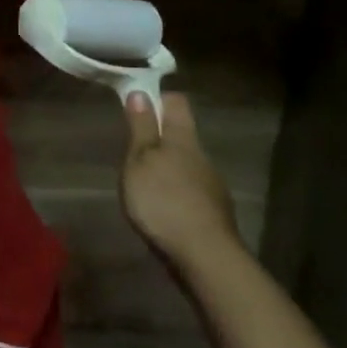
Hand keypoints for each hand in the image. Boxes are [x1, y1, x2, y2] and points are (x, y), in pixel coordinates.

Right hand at [120, 93, 240, 276]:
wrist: (205, 256)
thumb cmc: (164, 201)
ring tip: (145, 183)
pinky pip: (191, 191)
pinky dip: (176, 192)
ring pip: (187, 164)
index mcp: (183, 138)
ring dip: (168, 167)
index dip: (158, 98)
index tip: (137, 104)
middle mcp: (201, 155)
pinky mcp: (212, 212)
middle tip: (133, 148)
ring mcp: (211, 185)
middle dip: (160, 136)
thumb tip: (141, 92)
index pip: (176, 102)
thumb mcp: (141, 161)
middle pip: (181, 134)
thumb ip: (142, 128)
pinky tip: (164, 208)